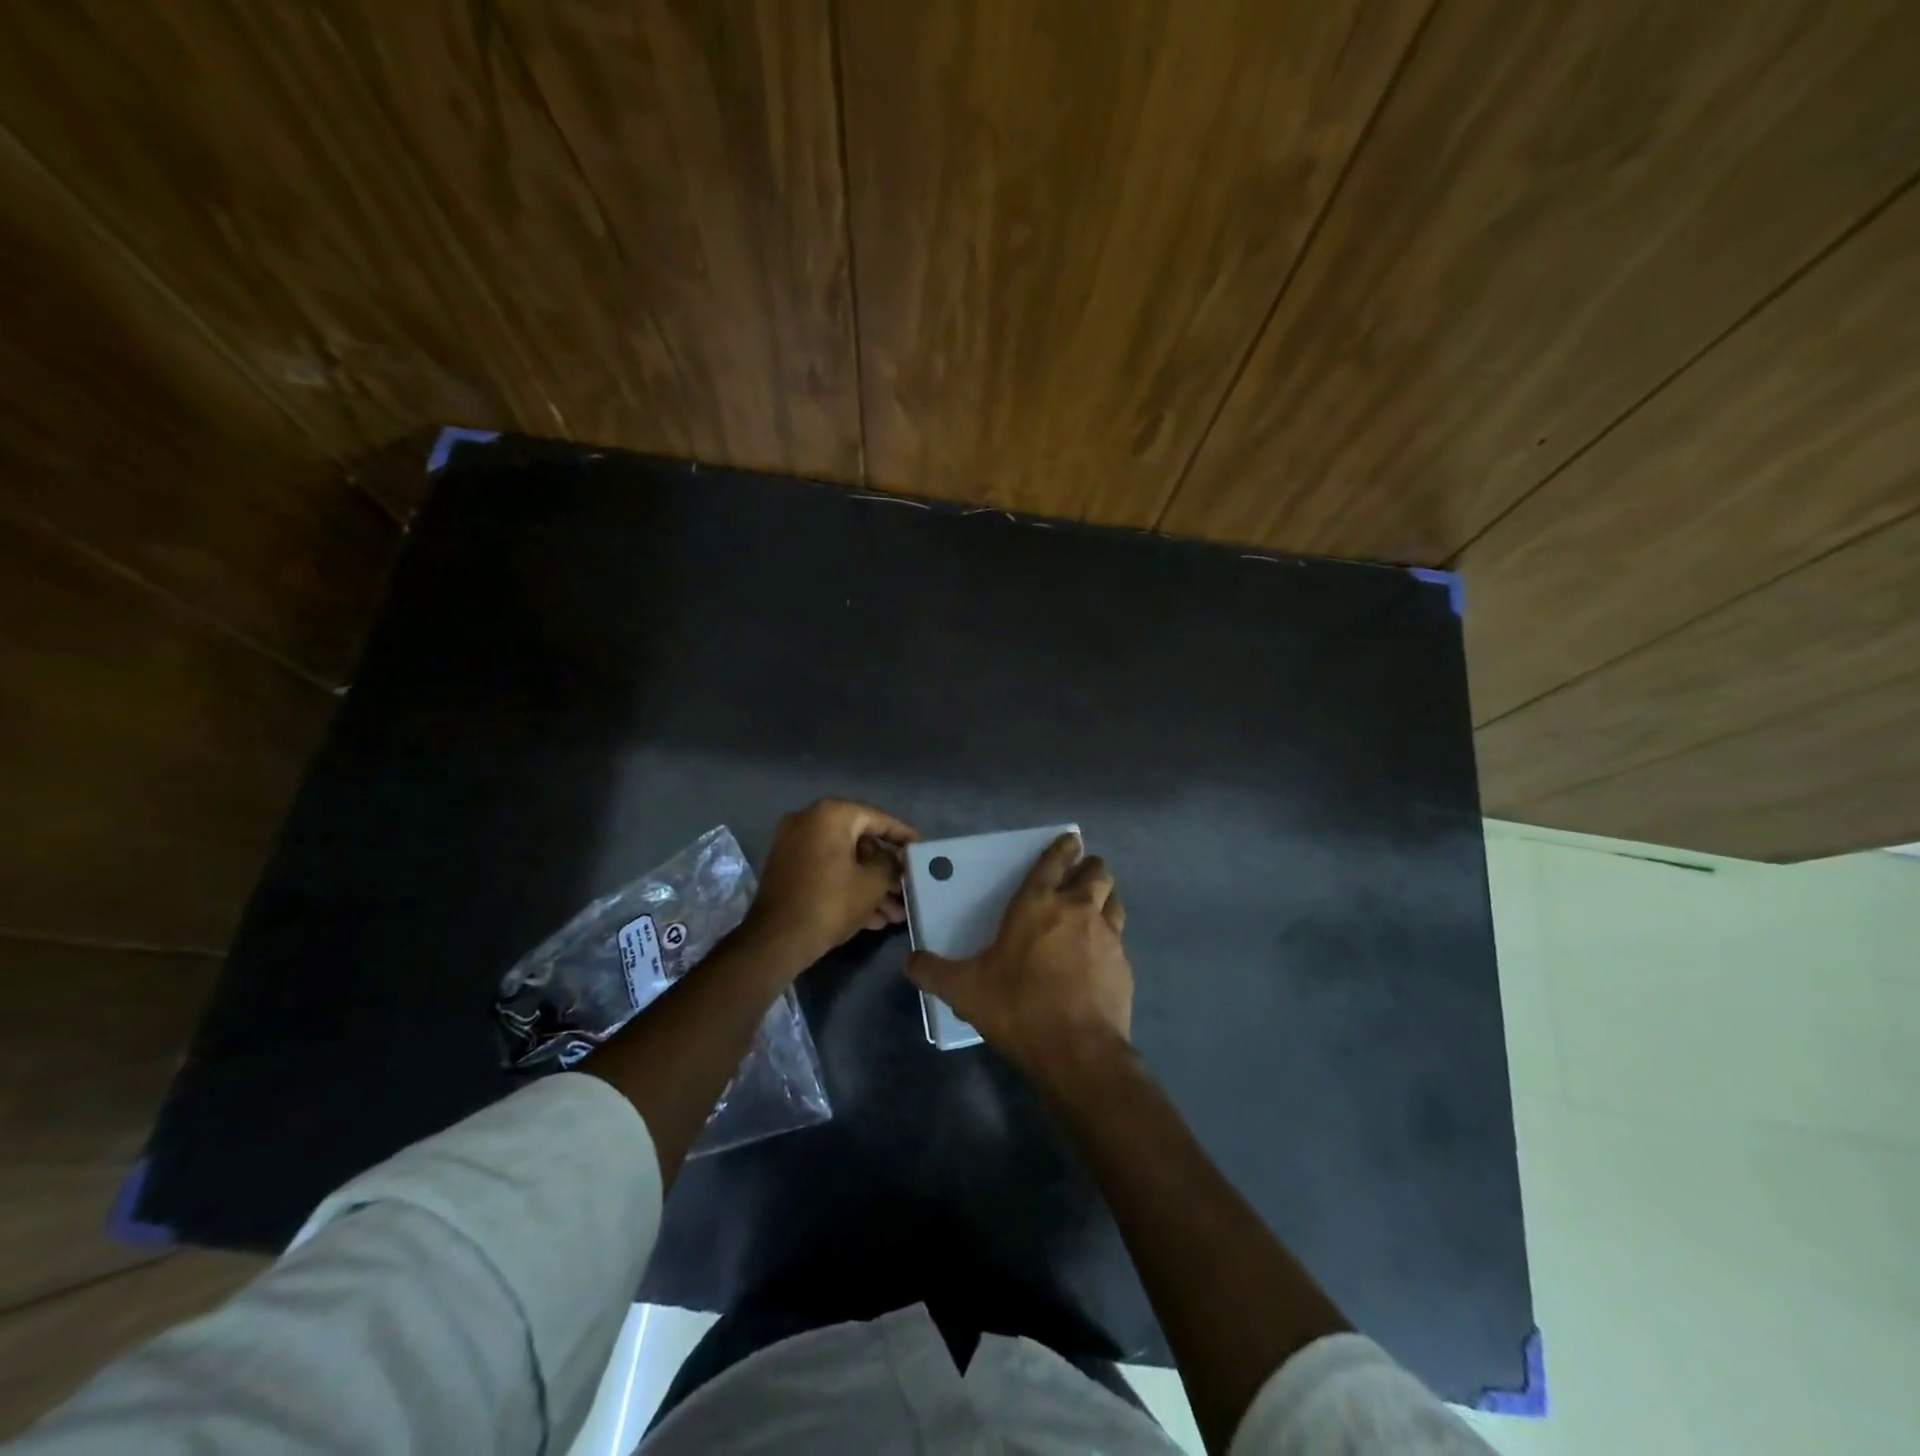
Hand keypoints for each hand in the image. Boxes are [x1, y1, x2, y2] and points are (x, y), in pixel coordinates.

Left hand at [742, 798, 917, 969]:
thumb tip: (896, 861)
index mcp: (830, 815)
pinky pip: (827, 872)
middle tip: (908, 889)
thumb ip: (892, 864)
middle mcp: (809, 822)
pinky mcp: (788, 870)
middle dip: (887, 871)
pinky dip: (848, 888)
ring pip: (844, 861)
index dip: (904, 836)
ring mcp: (794, 846)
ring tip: (896, 914)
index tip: (923, 850)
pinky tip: (874, 918)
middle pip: (860, 842)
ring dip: (870, 885)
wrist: (775, 940)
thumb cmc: (830, 903)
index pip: (878, 819)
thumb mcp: (873, 883)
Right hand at [906, 833, 1132, 1074]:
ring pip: (1113, 900)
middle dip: (1089, 868)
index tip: (1070, 840)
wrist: (1077, 1051)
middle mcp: (1077, 910)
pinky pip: (1119, 940)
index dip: (1063, 847)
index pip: (1054, 861)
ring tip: (1093, 910)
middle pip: (1096, 872)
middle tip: (1078, 878)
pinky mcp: (1124, 966)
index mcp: (1038, 904)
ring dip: (1104, 899)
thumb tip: (910, 962)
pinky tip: (1098, 959)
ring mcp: (1107, 936)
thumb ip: (934, 972)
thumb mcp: (964, 990)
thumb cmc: (1018, 1007)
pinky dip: (1110, 941)